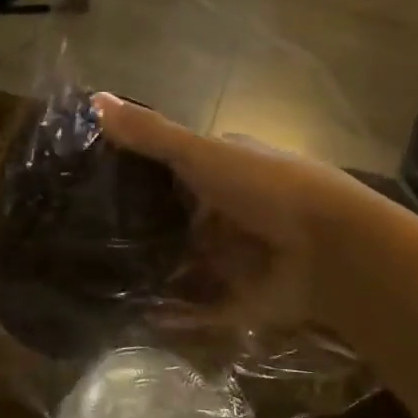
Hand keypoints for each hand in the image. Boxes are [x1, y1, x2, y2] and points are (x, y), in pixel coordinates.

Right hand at [91, 92, 373, 325]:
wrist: (331, 249)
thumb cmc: (265, 188)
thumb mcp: (201, 153)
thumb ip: (151, 133)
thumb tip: (93, 97)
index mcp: (227, 170)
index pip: (176, 169)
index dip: (139, 175)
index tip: (92, 185)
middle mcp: (231, 211)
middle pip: (179, 220)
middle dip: (143, 231)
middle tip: (87, 241)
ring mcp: (239, 258)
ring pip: (188, 266)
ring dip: (156, 275)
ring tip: (100, 284)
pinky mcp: (244, 299)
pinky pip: (202, 310)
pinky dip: (176, 317)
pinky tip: (138, 320)